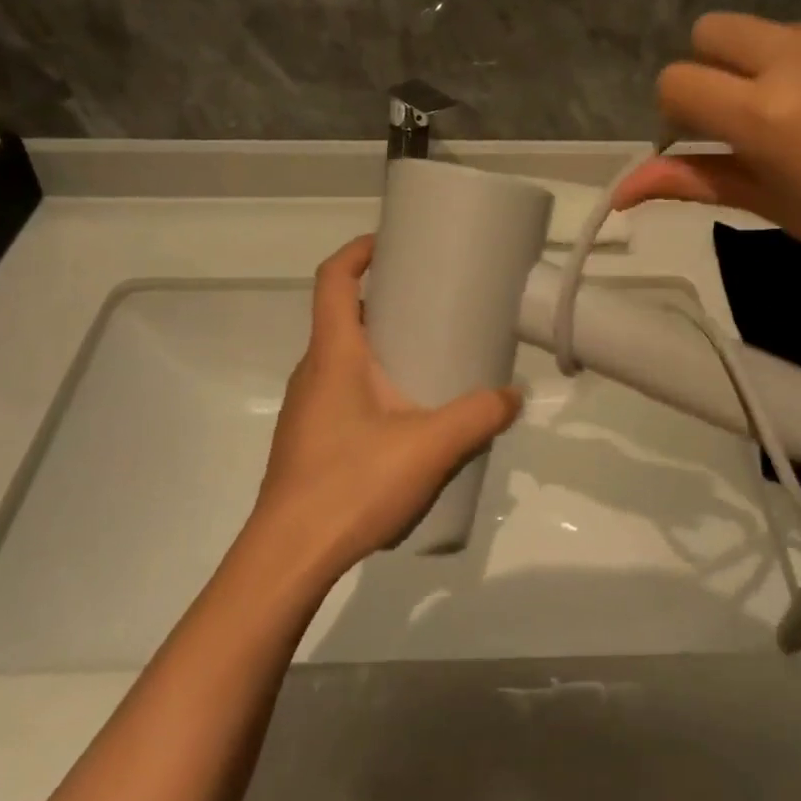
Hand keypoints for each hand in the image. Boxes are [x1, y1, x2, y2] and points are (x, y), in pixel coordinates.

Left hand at [251, 236, 521, 577]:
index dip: (358, 251)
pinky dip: (371, 383)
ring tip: (425, 360)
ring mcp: (306, 408)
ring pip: (341, 357)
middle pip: (340, 315)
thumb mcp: (430, 447)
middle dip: (382, 300)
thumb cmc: (352, 483)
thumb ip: (477, 417)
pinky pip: (341, 391)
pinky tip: (404, 418)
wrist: (288, 557)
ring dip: (378, 346)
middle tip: (429, 304)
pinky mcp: (308, 439)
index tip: (391, 242)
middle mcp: (313, 371)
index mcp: (333, 354)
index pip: (333, 279)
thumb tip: (513, 395)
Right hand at [613, 13, 800, 302]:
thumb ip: (692, 180)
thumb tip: (620, 191)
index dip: (679, 111)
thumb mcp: (768, 204)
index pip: (676, 80)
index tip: (707, 138)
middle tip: (751, 114)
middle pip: (713, 29)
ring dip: (777, 67)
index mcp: (764, 114)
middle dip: (714, 68)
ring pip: (776, 32)